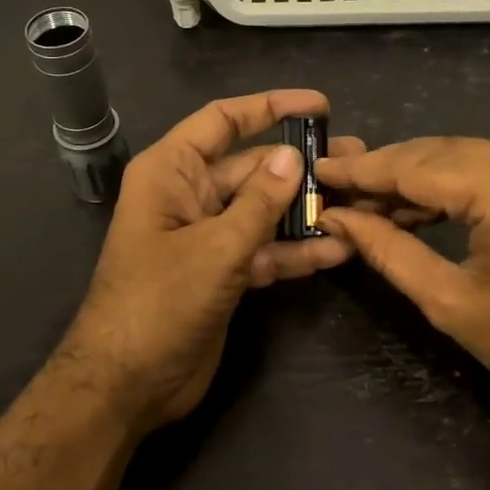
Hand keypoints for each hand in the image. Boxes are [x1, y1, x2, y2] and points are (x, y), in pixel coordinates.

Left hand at [60, 90, 364, 431]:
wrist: (128, 383)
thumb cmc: (159, 303)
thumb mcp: (216, 248)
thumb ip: (259, 202)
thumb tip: (293, 156)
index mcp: (171, 172)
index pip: (223, 122)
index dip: (269, 107)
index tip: (320, 106)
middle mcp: (189, 196)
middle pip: (251, 168)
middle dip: (301, 167)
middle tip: (357, 163)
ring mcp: (207, 237)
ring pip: (263, 212)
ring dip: (306, 212)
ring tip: (361, 204)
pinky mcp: (222, 274)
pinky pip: (263, 251)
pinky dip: (294, 252)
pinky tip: (337, 250)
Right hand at [314, 138, 489, 431]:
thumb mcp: (448, 301)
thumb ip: (387, 249)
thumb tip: (335, 218)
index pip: (416, 167)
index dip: (362, 170)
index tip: (318, 169)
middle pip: (435, 152)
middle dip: (382, 170)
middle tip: (332, 186)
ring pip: (457, 155)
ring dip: (410, 176)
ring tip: (360, 200)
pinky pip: (482, 167)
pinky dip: (444, 184)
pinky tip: (406, 204)